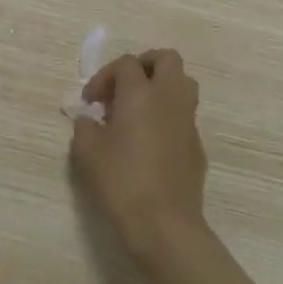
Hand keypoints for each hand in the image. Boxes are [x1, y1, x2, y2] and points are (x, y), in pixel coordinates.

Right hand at [70, 49, 207, 257]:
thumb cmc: (120, 181)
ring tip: (137, 110)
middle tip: (123, 87)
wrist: (163, 224)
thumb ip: (85, 125)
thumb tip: (91, 119)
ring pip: (183, 84)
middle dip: (143, 65)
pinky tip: (149, 142)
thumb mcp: (86, 151)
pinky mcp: (197, 145)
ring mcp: (188, 122)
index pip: (126, 64)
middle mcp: (169, 99)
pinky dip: (167, 116)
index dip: (104, 77)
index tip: (90, 102)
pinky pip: (184, 115)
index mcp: (141, 94)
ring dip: (160, 87)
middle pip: (167, 59)